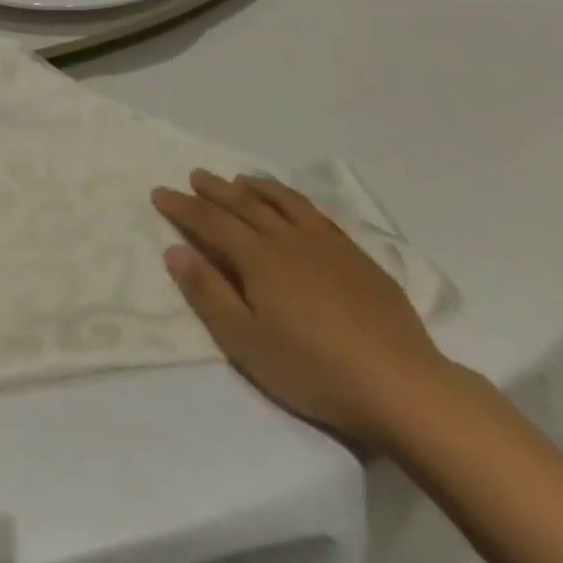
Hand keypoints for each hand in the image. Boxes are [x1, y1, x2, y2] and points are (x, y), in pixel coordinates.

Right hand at [153, 170, 450, 447]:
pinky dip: (295, 201)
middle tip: (195, 176)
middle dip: (216, 190)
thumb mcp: (245, 341)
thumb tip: (174, 250)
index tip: (160, 193)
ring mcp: (328, 246)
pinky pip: (318, 215)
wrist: (402, 386)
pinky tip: (293, 206)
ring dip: (257, 188)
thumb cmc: (313, 369)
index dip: (183, 207)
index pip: (211, 222)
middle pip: (245, 205)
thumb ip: (207, 292)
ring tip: (240, 180)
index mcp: (258, 259)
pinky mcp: (359, 259)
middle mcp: (289, 240)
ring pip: (284, 203)